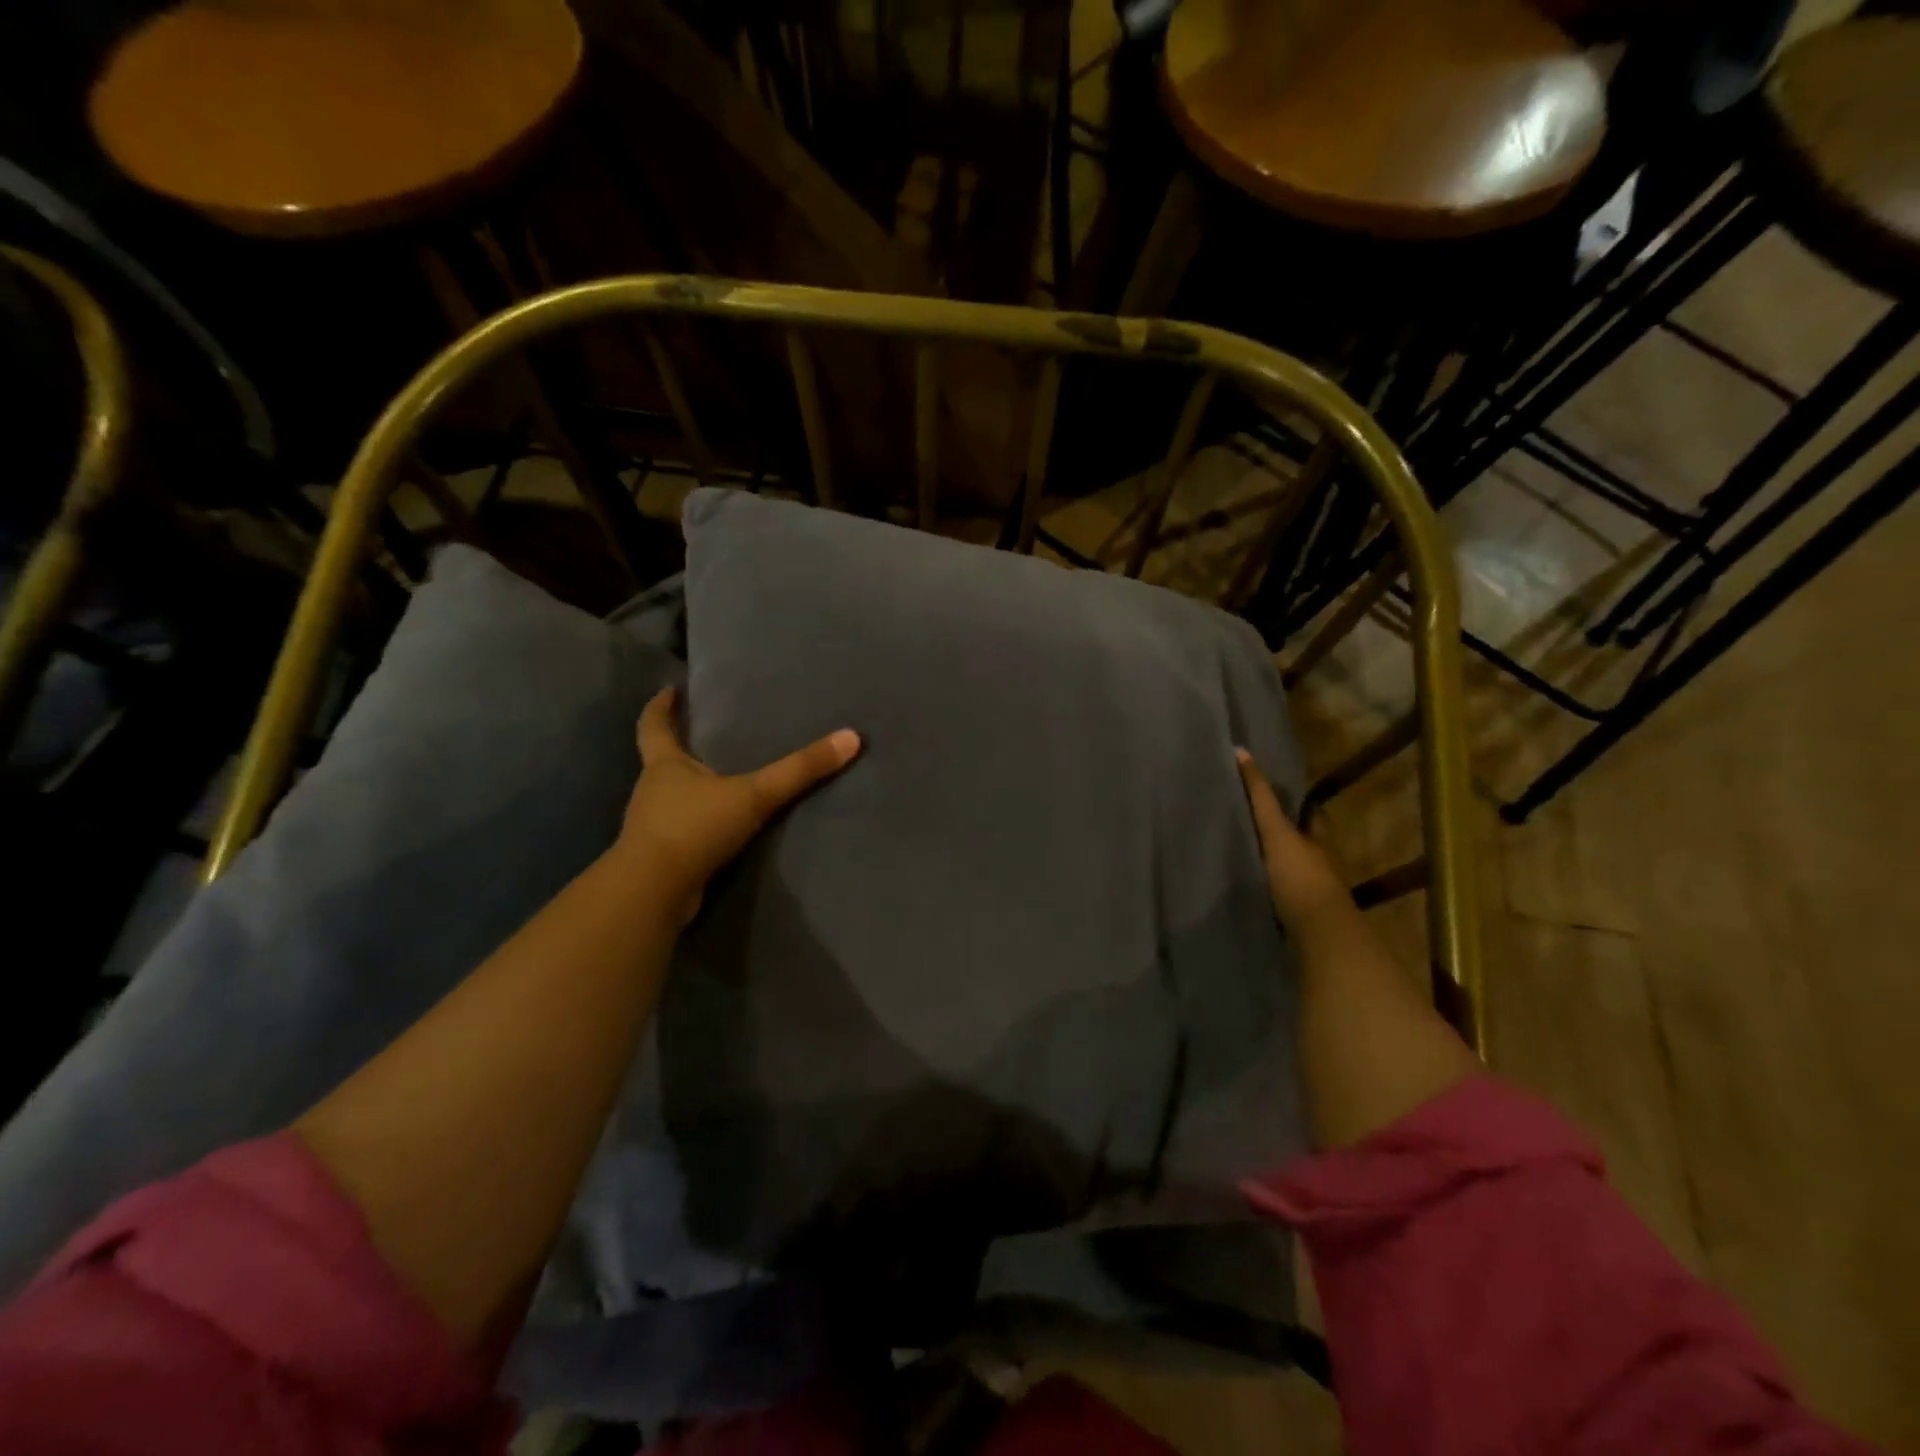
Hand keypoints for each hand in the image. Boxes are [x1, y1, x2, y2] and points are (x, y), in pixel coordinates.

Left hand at [618, 686, 861, 925]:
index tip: (670, 689)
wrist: (654, 894)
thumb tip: (851, 737)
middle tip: (709, 733)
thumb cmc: (694, 829)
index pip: (653, 725)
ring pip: (672, 796)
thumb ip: (800, 770)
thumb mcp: (754, 795)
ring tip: (724, 778)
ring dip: (693, 787)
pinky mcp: (662, 856)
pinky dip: (700, 822)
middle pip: (662, 759)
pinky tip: (724, 826)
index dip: (660, 706)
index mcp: (664, 765)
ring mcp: (653, 825)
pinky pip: (683, 829)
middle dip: (681, 746)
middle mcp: (652, 790)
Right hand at [1234, 747, 1352, 934]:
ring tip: (1238, 853)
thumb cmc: (1300, 877)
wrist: (1318, 934)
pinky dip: (1265, 888)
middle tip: (1245, 822)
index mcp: (1314, 839)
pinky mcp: (1296, 915)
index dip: (1288, 802)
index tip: (1263, 791)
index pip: (1304, 813)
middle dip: (1277, 834)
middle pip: (1296, 841)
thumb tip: (1241, 751)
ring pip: (1287, 868)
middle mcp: (1315, 862)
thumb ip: (1260, 797)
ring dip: (1269, 863)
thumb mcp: (1276, 832)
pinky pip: (1278, 894)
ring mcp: (1308, 891)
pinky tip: (1245, 886)